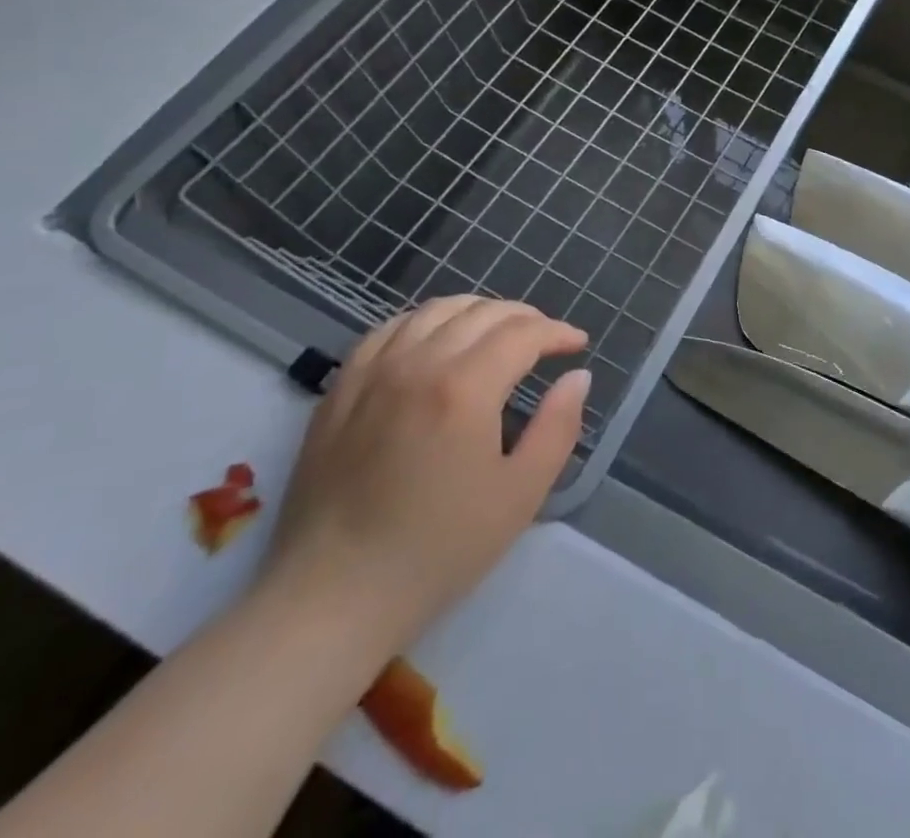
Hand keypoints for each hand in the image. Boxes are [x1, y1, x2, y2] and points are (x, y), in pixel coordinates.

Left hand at [257, 296, 589, 654]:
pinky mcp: (341, 390)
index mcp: (464, 388)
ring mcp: (372, 372)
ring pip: (434, 310)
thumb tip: (577, 377)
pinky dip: (424, 322)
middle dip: (524, 317)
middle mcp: (417, 363)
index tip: (577, 345)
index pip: (523, 334)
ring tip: (497, 332)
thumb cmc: (438, 550)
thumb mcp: (520, 494)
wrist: (332, 598)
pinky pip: (388, 330)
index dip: (557, 332)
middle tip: (545, 339)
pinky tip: (435, 340)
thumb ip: (558, 427)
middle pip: (482, 313)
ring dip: (477, 311)